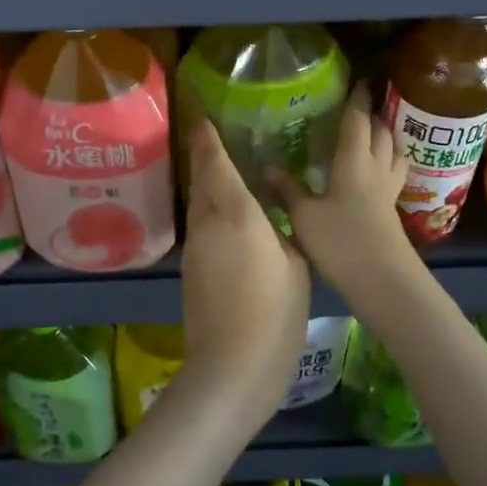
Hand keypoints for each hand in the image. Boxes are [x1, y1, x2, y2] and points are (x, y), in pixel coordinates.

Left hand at [177, 118, 310, 430]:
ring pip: (198, 203)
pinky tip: (229, 216)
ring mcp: (195, 248)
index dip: (207, 137)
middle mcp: (207, 223)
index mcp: (235, 213)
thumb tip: (272, 222)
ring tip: (226, 171)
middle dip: (205, 156)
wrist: (230, 369)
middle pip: (201, 179)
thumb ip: (282, 234)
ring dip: (207, 184)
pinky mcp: (190, 270)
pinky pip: (200, 226)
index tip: (203, 116)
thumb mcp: (296, 266)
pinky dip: (210, 211)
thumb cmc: (273, 314)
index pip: (215, 163)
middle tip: (218, 138)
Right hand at [272, 83, 414, 300]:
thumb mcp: (304, 216)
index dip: (357, 100)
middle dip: (373, 115)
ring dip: (387, 138)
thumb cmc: (342, 242)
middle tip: (362, 105)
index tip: (358, 81)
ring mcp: (388, 192)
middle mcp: (375, 170)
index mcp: (354, 162)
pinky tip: (376, 173)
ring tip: (377, 132)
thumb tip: (267, 168)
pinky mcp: (392, 212)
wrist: (383, 281)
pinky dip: (387, 164)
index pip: (357, 122)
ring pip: (394, 153)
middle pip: (381, 133)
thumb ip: (287, 190)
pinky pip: (393, 175)